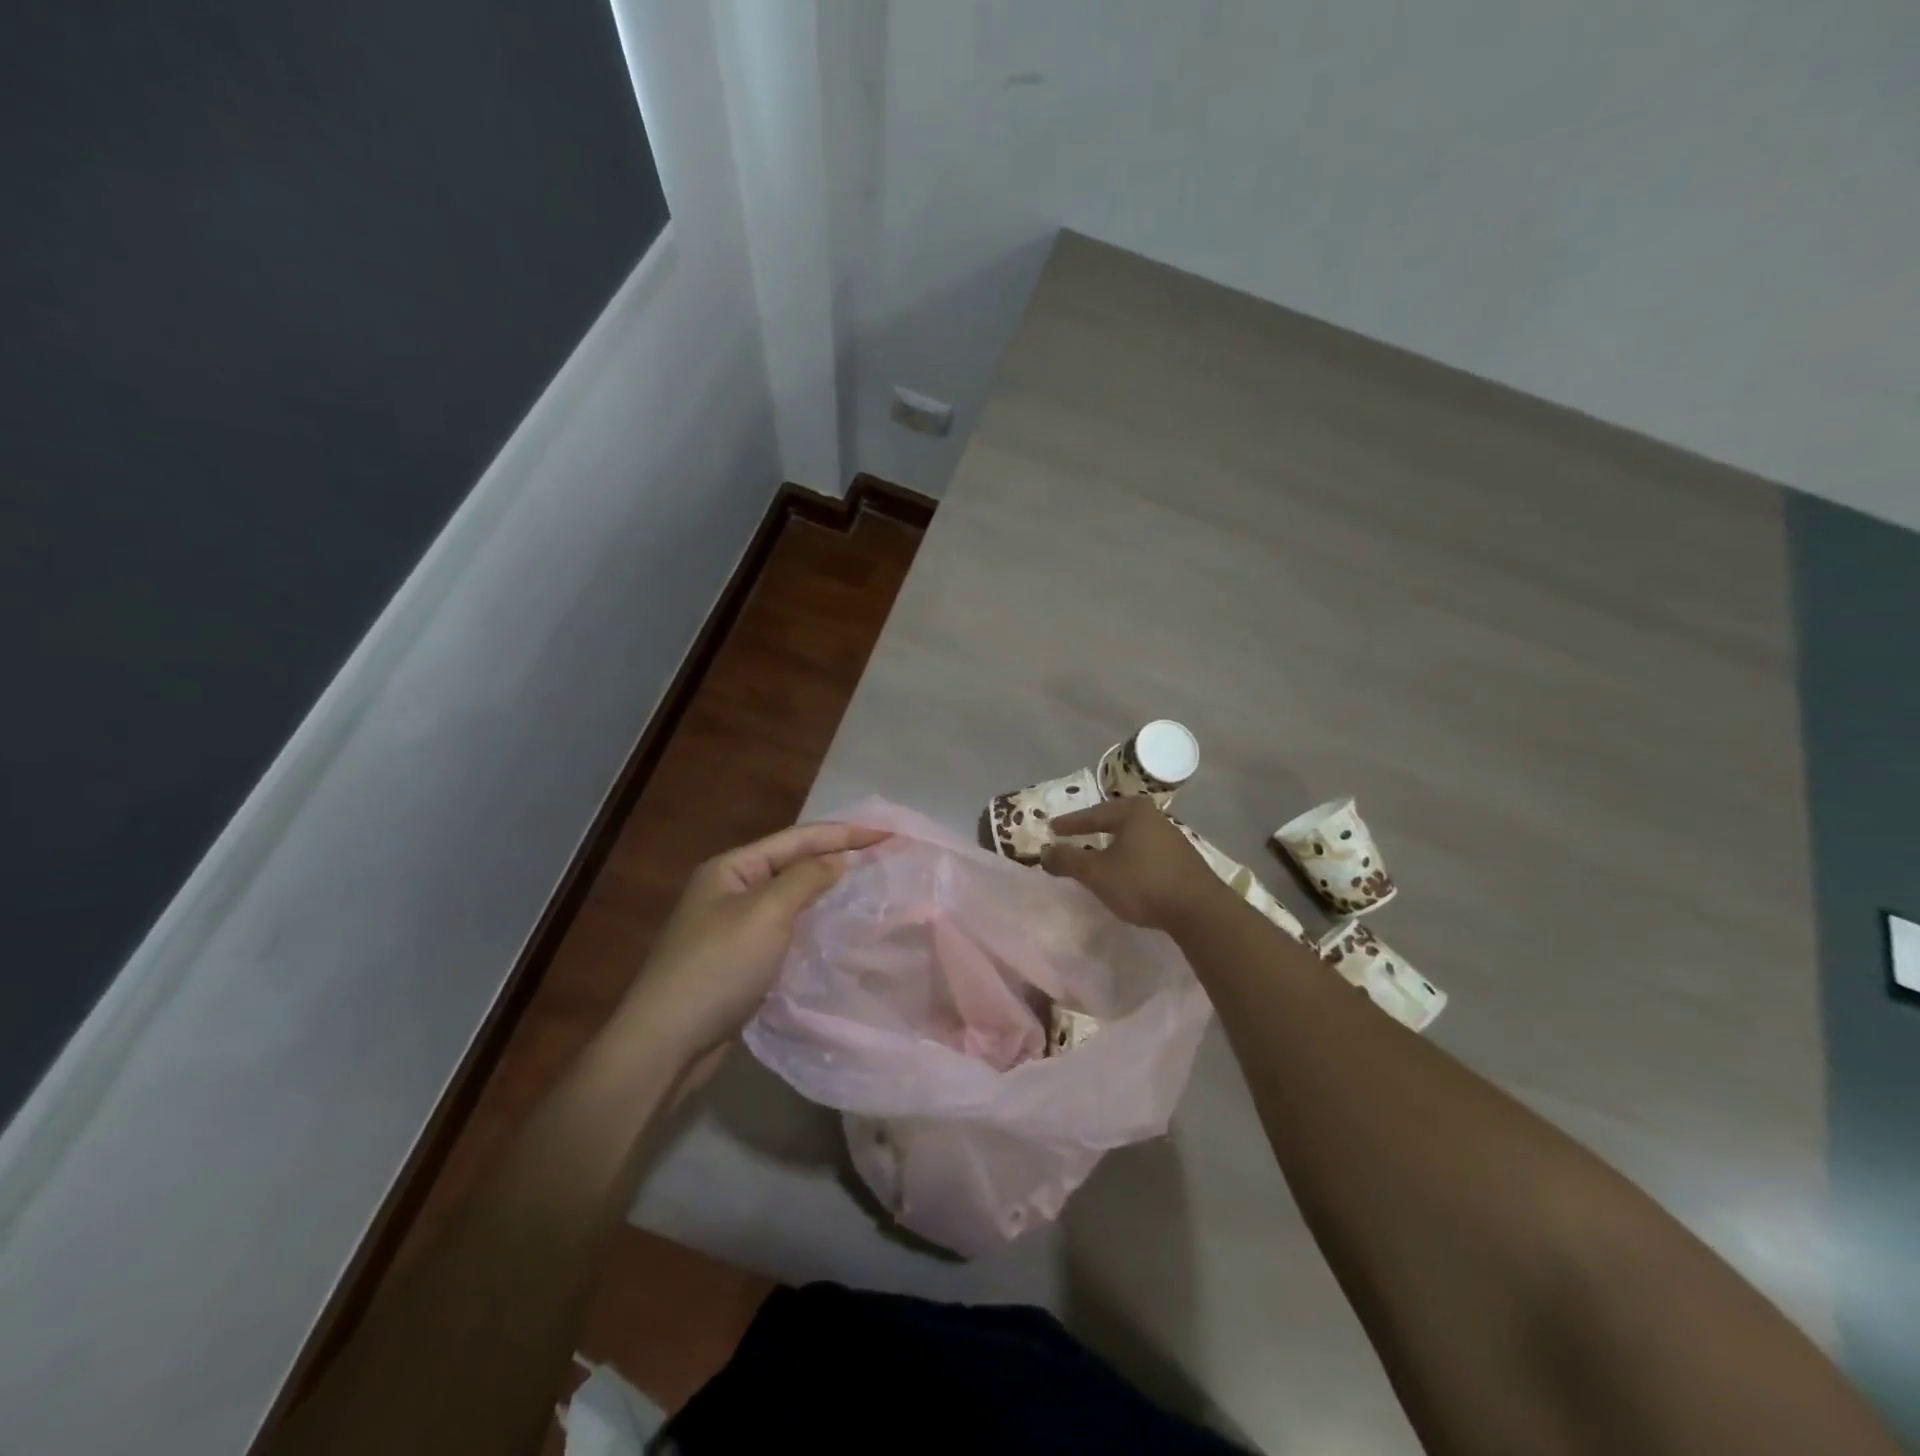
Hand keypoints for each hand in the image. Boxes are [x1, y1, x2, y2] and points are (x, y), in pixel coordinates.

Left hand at [618, 821, 889, 1064]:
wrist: (666, 1043)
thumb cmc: (718, 966)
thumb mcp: (766, 913)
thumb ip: (806, 878)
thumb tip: (837, 860)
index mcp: (731, 868)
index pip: (798, 838)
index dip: (845, 833)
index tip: (889, 833)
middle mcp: (731, 890)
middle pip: (793, 863)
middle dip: (837, 857)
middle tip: (883, 856)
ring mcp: (733, 927)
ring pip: (790, 898)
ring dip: (827, 891)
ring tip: (869, 887)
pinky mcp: (740, 961)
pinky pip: (786, 930)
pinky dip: (813, 924)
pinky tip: (838, 930)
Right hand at [1041, 796, 1229, 932]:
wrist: (1199, 910)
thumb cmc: (1142, 883)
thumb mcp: (1097, 873)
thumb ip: (1068, 860)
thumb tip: (1044, 852)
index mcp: (1132, 812)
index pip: (1093, 814)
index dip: (1070, 824)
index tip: (1052, 828)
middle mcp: (1153, 817)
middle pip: (1114, 819)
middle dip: (1093, 828)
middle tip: (1073, 835)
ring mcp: (1171, 836)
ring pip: (1132, 835)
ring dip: (1113, 842)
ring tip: (1097, 851)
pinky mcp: (1182, 858)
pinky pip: (1145, 848)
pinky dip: (1129, 854)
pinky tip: (1125, 867)